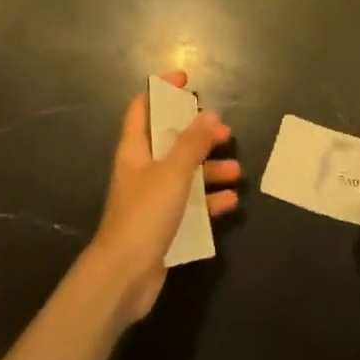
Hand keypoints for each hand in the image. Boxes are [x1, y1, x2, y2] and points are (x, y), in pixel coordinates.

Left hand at [87, 72, 239, 323]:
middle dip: (197, 134)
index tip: (186, 81)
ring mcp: (152, 198)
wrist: (123, 279)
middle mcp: (142, 169)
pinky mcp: (163, 226)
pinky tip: (231, 202)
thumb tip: (209, 114)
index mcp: (135, 149)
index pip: (143, 107)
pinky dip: (209, 201)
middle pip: (170, 140)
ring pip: (184, 173)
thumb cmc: (144, 215)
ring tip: (236, 169)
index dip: (162, 91)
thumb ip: (192, 143)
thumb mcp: (172, 173)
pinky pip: (190, 205)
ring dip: (209, 169)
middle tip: (224, 131)